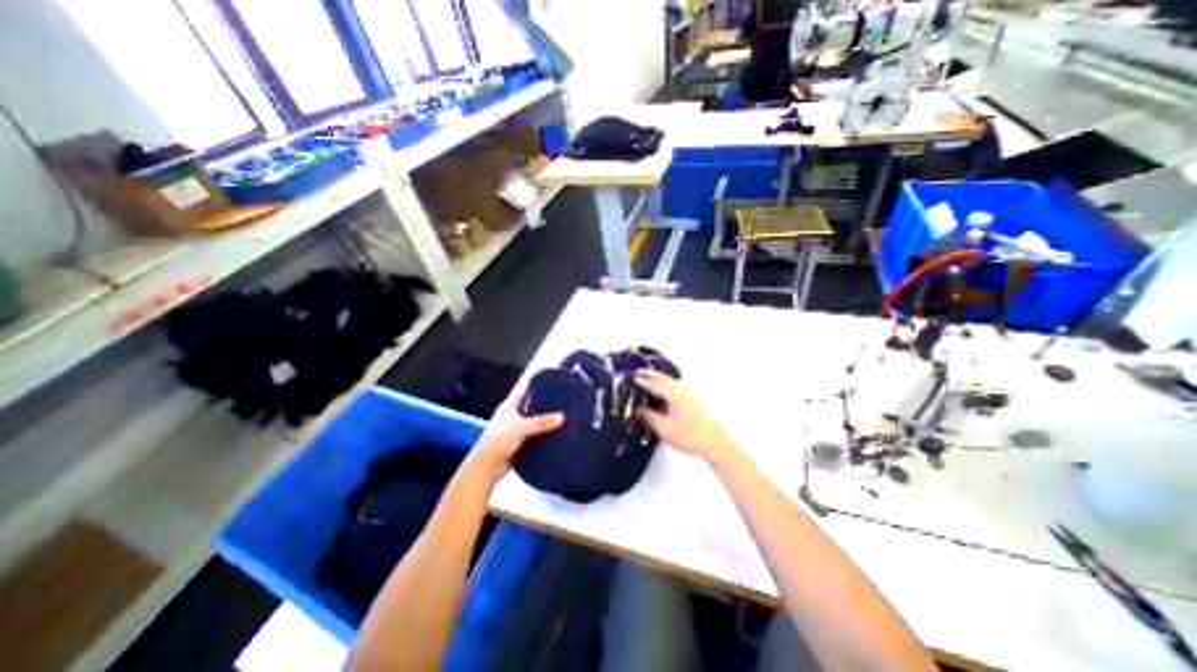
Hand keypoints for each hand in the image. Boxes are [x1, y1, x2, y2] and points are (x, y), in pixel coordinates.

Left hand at [469, 386, 564, 474]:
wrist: (487, 467)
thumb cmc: (499, 440)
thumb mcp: (521, 428)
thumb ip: (541, 422)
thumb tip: (562, 417)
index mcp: (509, 406)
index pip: (523, 390)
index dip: (535, 385)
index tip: (551, 382)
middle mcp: (512, 415)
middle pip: (530, 406)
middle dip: (544, 404)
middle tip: (562, 400)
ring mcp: (515, 430)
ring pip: (533, 421)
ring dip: (544, 421)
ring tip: (563, 416)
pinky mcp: (519, 443)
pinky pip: (534, 436)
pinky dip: (543, 435)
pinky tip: (556, 434)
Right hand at [634, 367, 738, 467]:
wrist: (713, 443)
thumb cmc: (689, 435)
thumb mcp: (663, 427)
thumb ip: (648, 416)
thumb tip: (636, 409)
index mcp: (673, 394)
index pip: (653, 384)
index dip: (641, 381)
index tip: (631, 378)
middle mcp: (681, 391)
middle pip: (663, 379)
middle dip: (650, 375)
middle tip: (638, 372)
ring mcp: (688, 395)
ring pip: (670, 382)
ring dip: (659, 378)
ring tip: (649, 378)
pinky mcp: (692, 401)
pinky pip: (675, 387)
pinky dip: (666, 385)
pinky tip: (663, 392)